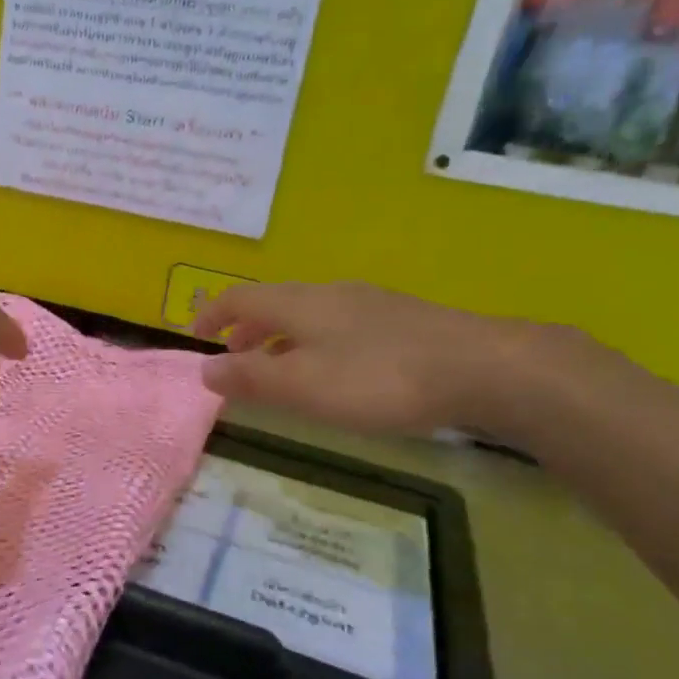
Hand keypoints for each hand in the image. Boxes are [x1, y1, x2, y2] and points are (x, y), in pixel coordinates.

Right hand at [193, 281, 541, 437]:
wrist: (481, 367)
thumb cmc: (379, 378)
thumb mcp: (303, 385)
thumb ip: (250, 378)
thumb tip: (203, 369)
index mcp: (299, 303)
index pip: (240, 297)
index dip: (212, 313)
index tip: (196, 337)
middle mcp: (330, 293)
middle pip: (274, 302)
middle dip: (246, 329)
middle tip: (235, 359)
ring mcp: (369, 304)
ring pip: (309, 314)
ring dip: (281, 338)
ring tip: (280, 370)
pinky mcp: (400, 321)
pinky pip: (338, 325)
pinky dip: (314, 344)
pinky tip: (334, 371)